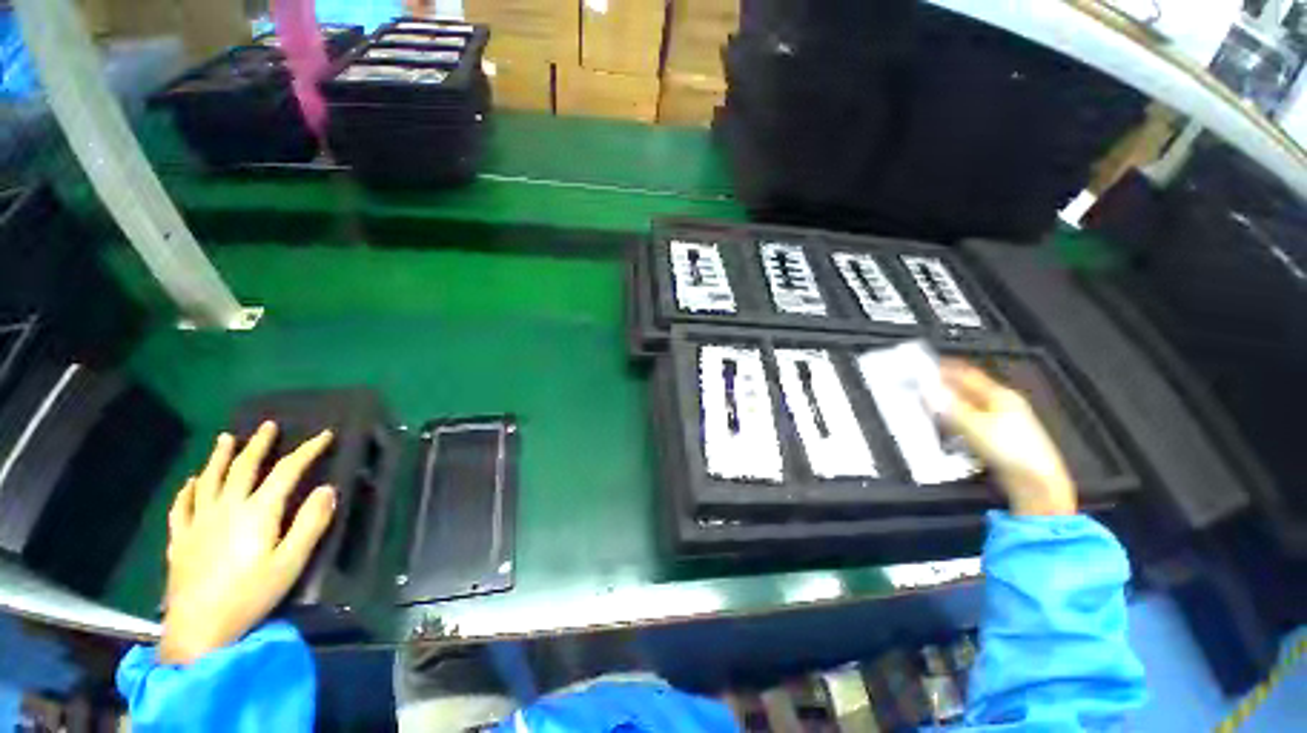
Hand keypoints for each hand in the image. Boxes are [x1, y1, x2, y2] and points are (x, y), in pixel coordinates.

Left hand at [159, 422, 335, 663]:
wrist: (198, 629)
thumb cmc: (251, 595)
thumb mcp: (291, 562)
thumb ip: (310, 524)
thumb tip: (327, 489)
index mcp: (257, 512)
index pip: (287, 471)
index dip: (307, 450)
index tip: (324, 435)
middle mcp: (226, 507)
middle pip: (243, 467)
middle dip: (259, 444)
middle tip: (267, 426)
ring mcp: (198, 522)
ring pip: (209, 479)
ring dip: (220, 456)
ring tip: (227, 439)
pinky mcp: (179, 538)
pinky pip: (181, 506)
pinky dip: (188, 489)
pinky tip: (192, 482)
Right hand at [938, 360, 1076, 516]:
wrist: (1036, 482)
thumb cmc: (1012, 449)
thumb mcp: (975, 425)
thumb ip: (949, 407)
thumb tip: (927, 391)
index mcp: (1000, 396)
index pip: (968, 375)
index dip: (946, 369)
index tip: (925, 367)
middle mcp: (1001, 406)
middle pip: (966, 390)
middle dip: (943, 388)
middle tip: (921, 388)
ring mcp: (1001, 422)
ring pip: (966, 407)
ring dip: (947, 406)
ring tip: (927, 407)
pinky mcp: (997, 439)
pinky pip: (969, 423)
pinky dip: (954, 422)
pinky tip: (944, 429)